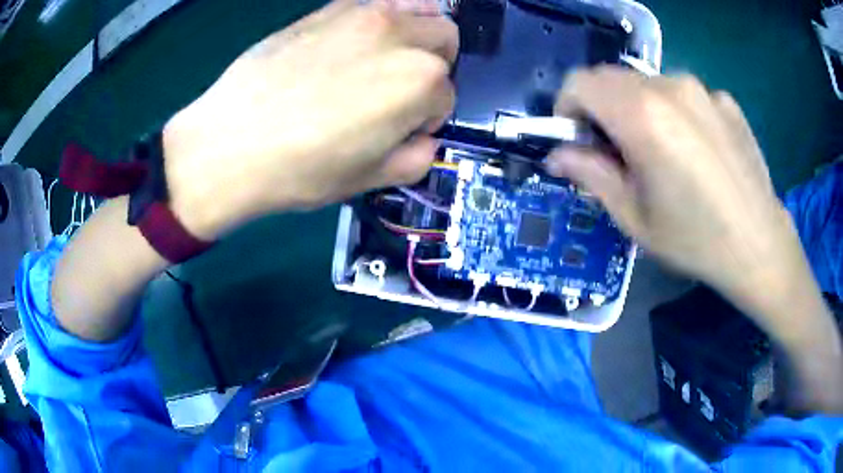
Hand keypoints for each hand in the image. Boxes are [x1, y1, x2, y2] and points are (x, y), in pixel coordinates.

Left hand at [162, 0, 457, 239]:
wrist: (229, 144)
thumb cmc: (301, 170)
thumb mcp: (369, 180)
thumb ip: (416, 159)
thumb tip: (423, 139)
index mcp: (420, 82)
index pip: (446, 96)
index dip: (427, 117)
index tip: (401, 130)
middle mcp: (401, 38)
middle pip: (444, 40)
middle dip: (435, 66)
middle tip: (401, 90)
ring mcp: (364, 14)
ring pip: (421, 8)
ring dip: (418, 32)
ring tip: (390, 56)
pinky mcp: (329, 8)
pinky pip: (375, 1)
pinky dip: (383, 16)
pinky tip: (358, 40)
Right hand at [546, 67, 842, 413]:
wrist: (760, 246)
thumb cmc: (695, 240)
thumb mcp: (633, 217)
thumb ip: (590, 175)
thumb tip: (557, 155)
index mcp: (642, 115)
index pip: (581, 82)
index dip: (568, 106)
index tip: (577, 138)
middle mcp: (670, 87)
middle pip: (613, 78)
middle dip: (603, 109)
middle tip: (618, 151)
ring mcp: (702, 89)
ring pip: (649, 84)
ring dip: (640, 110)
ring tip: (662, 153)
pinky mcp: (725, 99)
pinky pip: (685, 95)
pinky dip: (677, 113)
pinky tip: (696, 150)